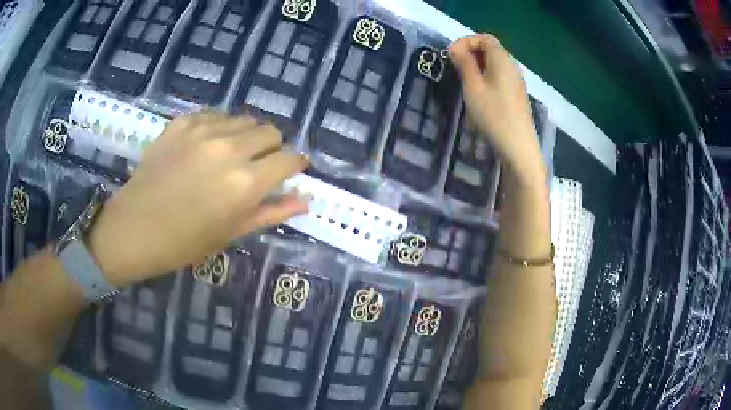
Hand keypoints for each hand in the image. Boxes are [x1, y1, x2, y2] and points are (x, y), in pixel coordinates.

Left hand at [87, 113, 307, 286]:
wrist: (133, 228)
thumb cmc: (184, 242)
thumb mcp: (231, 233)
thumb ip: (271, 212)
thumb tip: (304, 200)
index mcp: (245, 184)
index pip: (289, 159)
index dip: (295, 165)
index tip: (291, 171)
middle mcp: (229, 149)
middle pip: (271, 131)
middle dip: (272, 148)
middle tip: (256, 166)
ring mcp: (204, 130)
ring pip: (245, 119)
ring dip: (246, 136)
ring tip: (229, 156)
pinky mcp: (183, 122)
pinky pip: (216, 115)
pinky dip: (220, 129)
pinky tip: (205, 148)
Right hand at [450, 34, 544, 183]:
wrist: (518, 146)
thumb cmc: (493, 115)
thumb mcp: (473, 87)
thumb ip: (464, 63)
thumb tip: (455, 47)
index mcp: (502, 60)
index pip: (484, 38)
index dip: (466, 41)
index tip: (452, 55)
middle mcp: (512, 66)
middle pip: (491, 49)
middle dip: (470, 53)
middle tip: (455, 67)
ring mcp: (516, 80)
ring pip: (495, 63)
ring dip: (477, 65)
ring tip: (464, 80)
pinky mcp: (517, 93)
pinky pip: (500, 75)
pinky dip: (487, 76)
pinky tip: (479, 92)